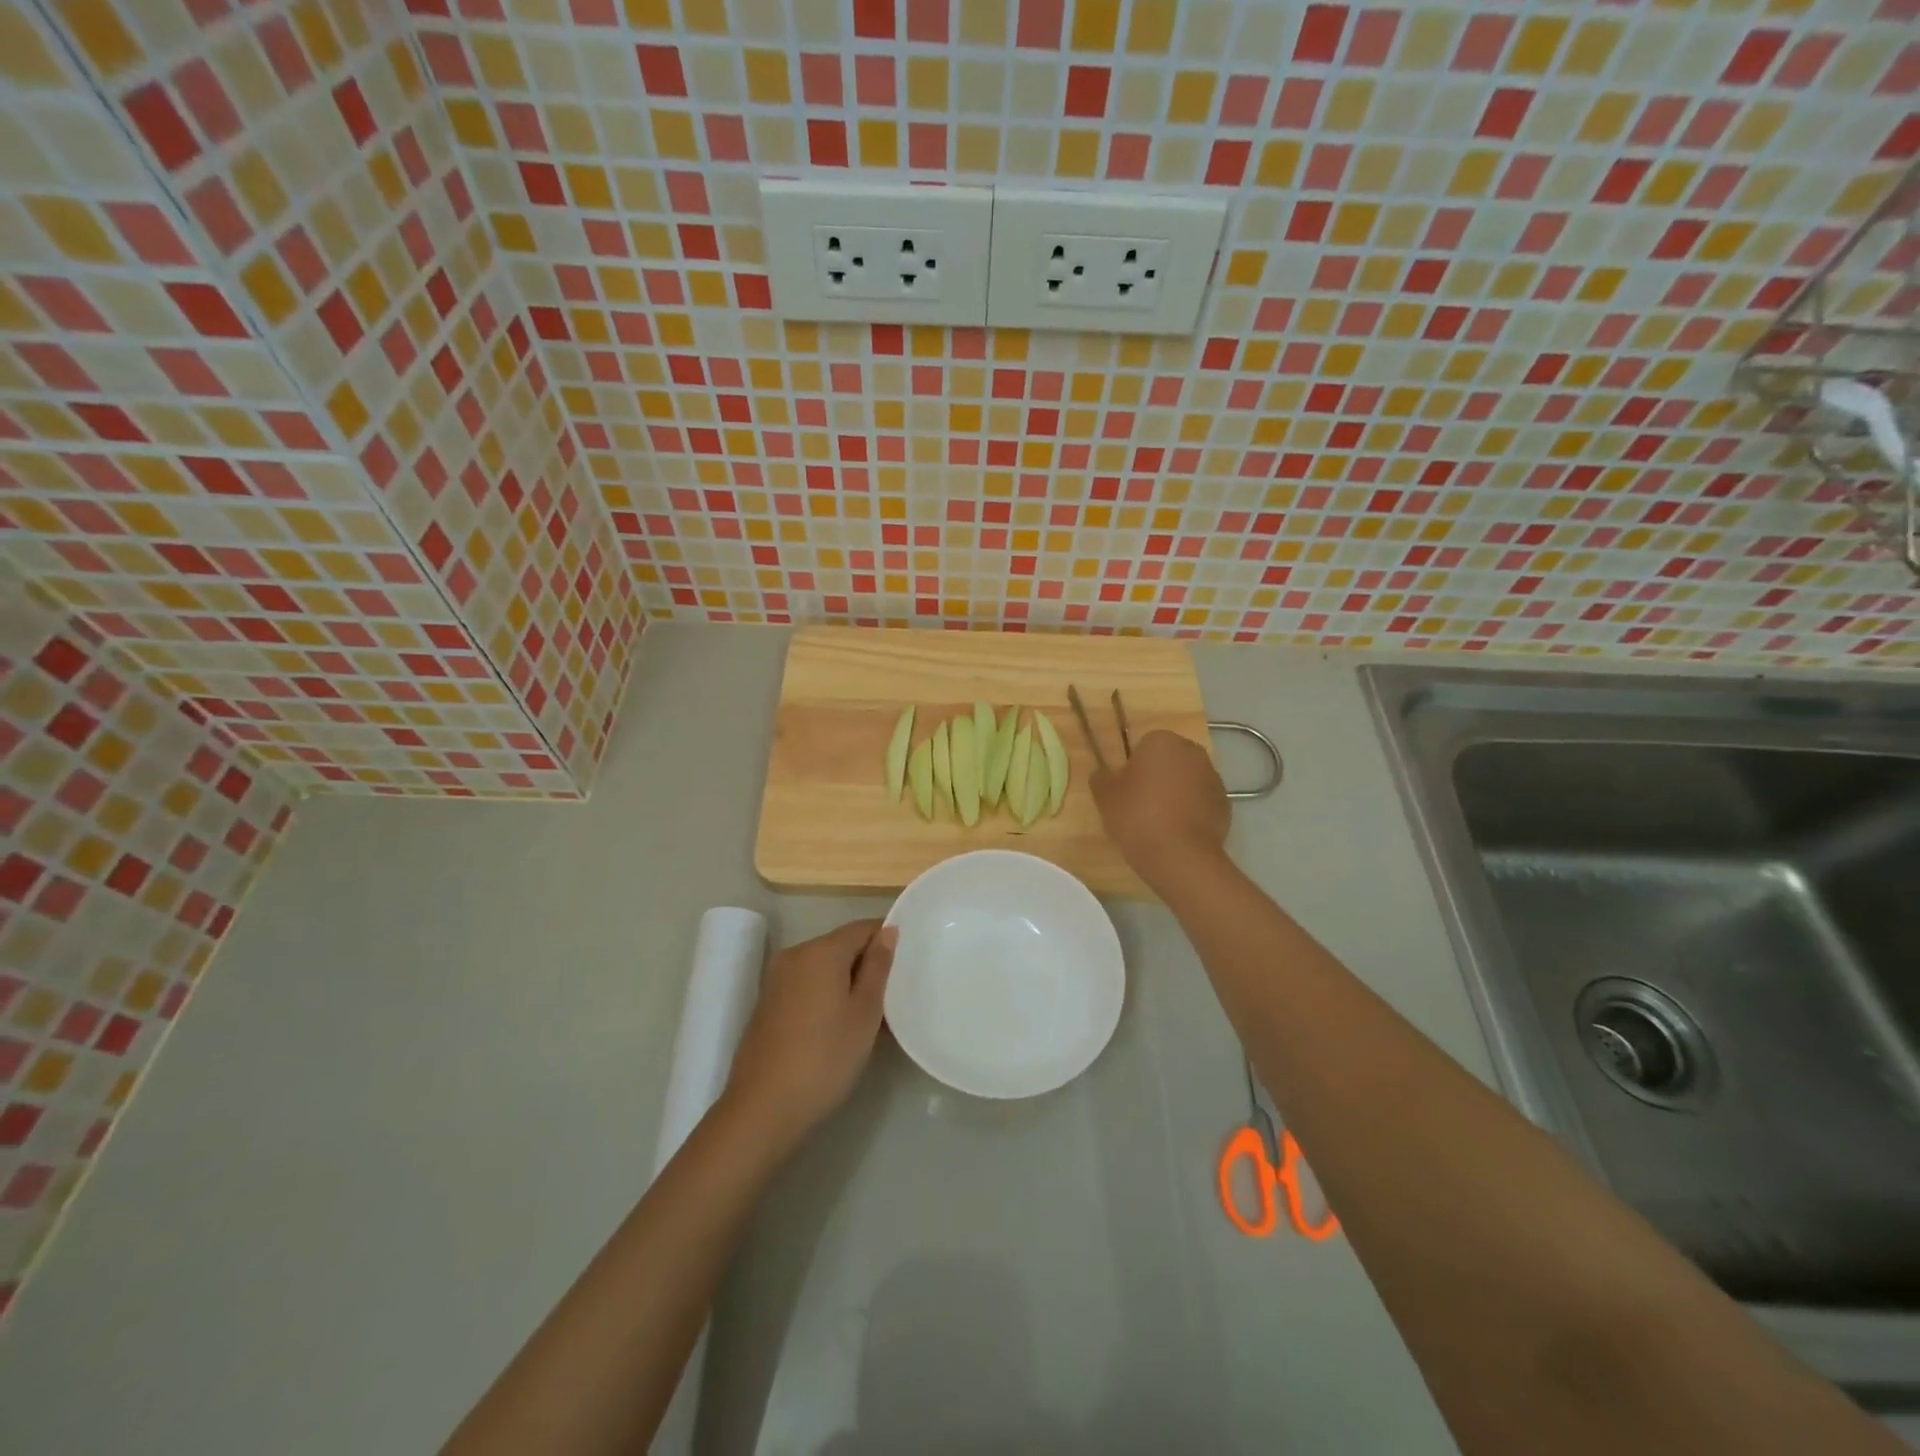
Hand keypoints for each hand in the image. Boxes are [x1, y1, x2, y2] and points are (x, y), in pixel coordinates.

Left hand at [723, 919, 894, 1150]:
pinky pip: (806, 985)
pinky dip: (826, 996)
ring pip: (824, 968)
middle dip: (867, 965)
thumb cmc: (825, 1057)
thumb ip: (878, 967)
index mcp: (821, 950)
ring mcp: (776, 979)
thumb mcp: (865, 1012)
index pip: (863, 928)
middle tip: (893, 998)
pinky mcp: (767, 1003)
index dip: (887, 940)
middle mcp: (795, 954)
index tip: (907, 965)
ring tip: (870, 1017)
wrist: (764, 1109)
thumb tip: (888, 930)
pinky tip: (839, 1028)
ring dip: (847, 983)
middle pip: (841, 946)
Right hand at [1090, 730, 1230, 887]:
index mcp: (1162, 741)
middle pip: (1169, 761)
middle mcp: (1193, 752)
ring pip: (1187, 781)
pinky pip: (1201, 802)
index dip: (1133, 768)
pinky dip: (1191, 812)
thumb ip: (1102, 778)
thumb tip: (1104, 773)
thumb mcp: (1105, 796)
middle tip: (1139, 805)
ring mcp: (1214, 778)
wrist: (1180, 856)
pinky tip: (1177, 833)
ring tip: (1159, 823)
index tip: (1125, 791)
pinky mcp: (1225, 804)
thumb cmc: (1137, 817)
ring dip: (1176, 794)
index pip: (1143, 746)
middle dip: (1157, 777)